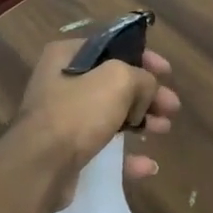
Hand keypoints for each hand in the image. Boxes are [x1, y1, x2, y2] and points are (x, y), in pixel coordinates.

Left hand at [12, 39, 180, 206]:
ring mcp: (63, 117)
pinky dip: (126, 154)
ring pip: (112, 114)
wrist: (40, 167)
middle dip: (147, 94)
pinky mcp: (67, 149)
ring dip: (142, 121)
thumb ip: (141, 77)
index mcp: (67, 56)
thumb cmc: (78, 113)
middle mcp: (62, 82)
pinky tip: (147, 165)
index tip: (167, 72)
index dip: (143, 56)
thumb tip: (146, 91)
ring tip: (164, 129)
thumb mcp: (118, 80)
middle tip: (172, 106)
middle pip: (115, 83)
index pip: (112, 46)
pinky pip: (103, 146)